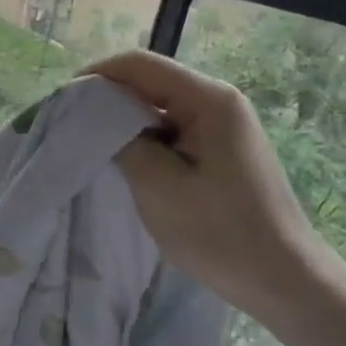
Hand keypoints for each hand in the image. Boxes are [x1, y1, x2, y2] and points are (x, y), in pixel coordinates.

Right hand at [87, 51, 321, 310]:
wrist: (285, 281)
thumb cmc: (222, 234)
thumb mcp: (159, 188)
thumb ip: (123, 142)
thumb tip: (96, 116)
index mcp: (209, 99)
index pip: (140, 64)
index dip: (96, 75)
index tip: (61, 101)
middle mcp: (219, 100)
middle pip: (150, 80)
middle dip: (107, 98)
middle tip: (70, 125)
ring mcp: (223, 123)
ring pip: (159, 105)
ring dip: (125, 119)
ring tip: (91, 143)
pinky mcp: (222, 146)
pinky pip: (173, 127)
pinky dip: (145, 137)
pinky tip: (126, 159)